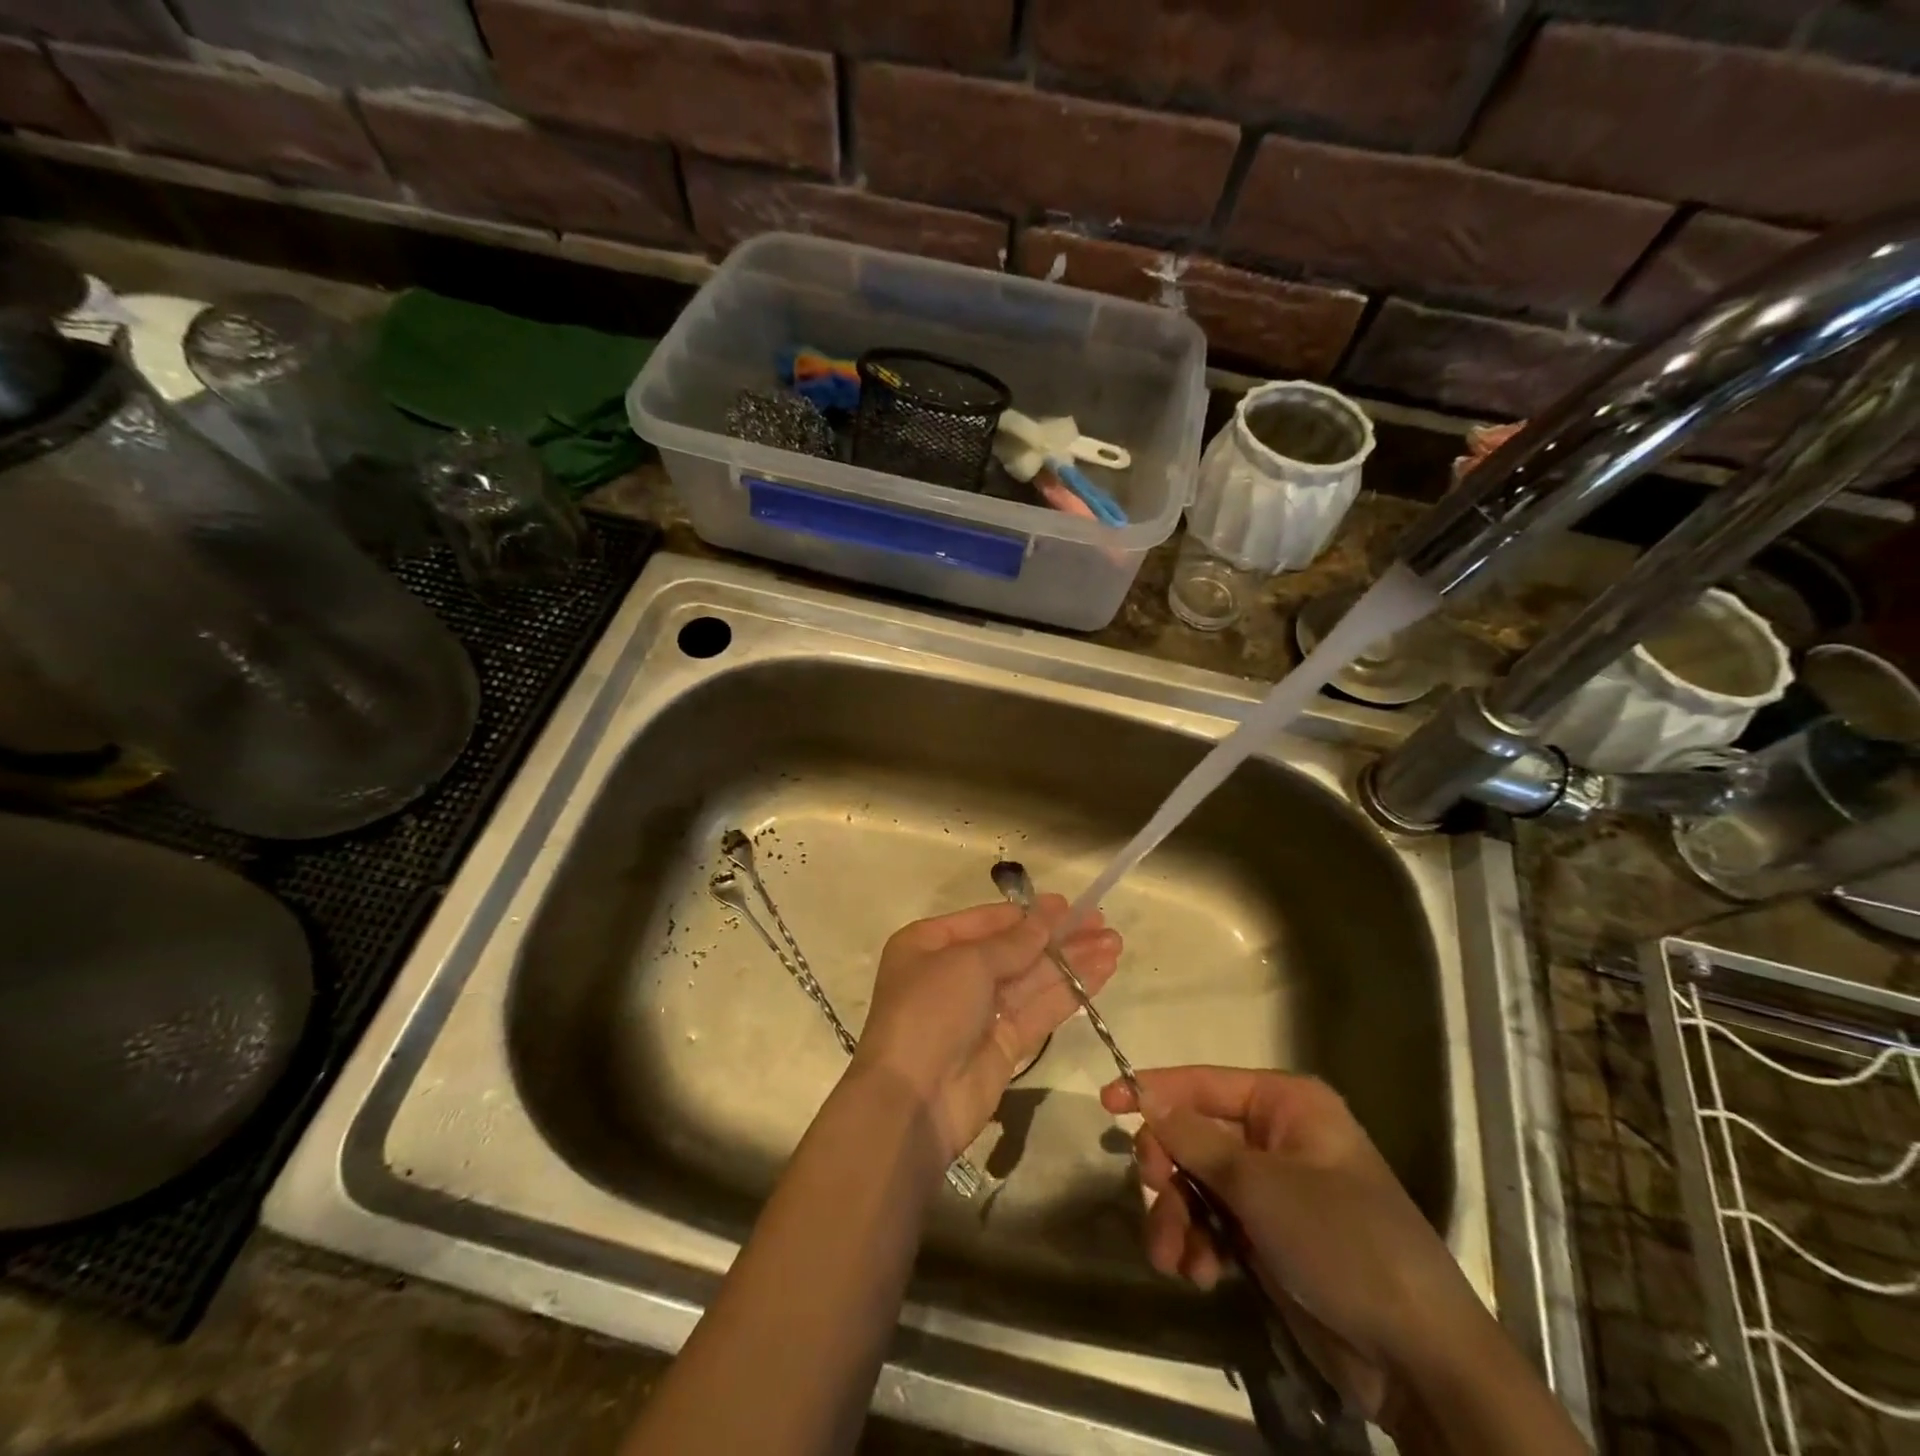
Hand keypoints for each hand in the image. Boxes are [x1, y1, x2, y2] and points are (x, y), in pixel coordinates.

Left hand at [852, 895, 1120, 1164]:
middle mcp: (954, 973)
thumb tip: (1049, 914)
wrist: (914, 1100)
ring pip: (1033, 978)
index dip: (1029, 913)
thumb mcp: (968, 963)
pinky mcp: (1005, 1044)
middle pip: (1015, 949)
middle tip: (1102, 922)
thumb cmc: (930, 1011)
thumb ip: (1014, 941)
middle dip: (1058, 937)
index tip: (1069, 904)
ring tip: (1114, 943)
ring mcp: (981, 1011)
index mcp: (930, 945)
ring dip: (1072, 961)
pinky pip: (1040, 1009)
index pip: (988, 921)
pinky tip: (1102, 972)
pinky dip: (1071, 991)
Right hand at [1102, 1067, 1494, 1424]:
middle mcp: (1276, 1139)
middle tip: (1155, 1195)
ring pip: (1197, 1185)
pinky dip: (1197, 1246)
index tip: (1106, 1104)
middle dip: (1169, 1171)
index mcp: (1285, 1105)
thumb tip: (1147, 1098)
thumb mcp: (1261, 1186)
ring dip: (1177, 1218)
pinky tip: (1198, 1275)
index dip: (1153, 1090)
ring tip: (1173, 1258)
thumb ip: (1196, 1139)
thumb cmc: (1342, 1241)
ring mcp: (1272, 1191)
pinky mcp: (1268, 1238)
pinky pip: (1213, 1225)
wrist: (1418, 1357)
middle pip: (1194, 1136)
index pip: (1203, 1082)